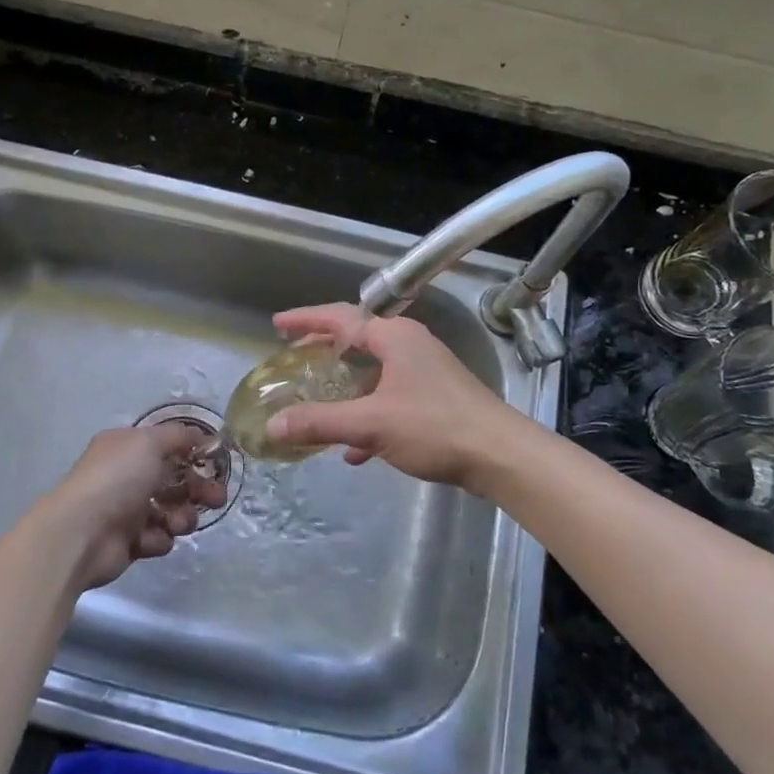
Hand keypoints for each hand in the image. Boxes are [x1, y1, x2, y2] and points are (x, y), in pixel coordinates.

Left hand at [34, 425, 226, 589]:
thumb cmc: (117, 478)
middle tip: (216, 498)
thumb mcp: (150, 443)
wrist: (81, 533)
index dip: (193, 454)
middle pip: (174, 480)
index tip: (216, 463)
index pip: (167, 446)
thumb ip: (179, 436)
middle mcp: (126, 475)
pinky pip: (157, 538)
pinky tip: (150, 538)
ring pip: (171, 511)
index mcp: (127, 448)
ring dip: (182, 516)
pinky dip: (159, 538)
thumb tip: (202, 436)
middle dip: (199, 489)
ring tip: (178, 523)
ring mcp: (126, 510)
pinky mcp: (129, 542)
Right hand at [265, 304, 521, 487]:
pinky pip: (389, 396)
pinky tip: (353, 448)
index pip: (340, 317)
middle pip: (357, 339)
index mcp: (394, 337)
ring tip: (316, 396)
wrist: (501, 456)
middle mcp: (409, 345)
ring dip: (344, 383)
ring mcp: (424, 371)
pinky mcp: (434, 398)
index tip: (278, 324)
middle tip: (293, 356)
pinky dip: (367, 411)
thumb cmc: (435, 427)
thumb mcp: (371, 423)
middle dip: (324, 349)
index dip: (306, 320)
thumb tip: (273, 425)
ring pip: (373, 370)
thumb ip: (320, 423)